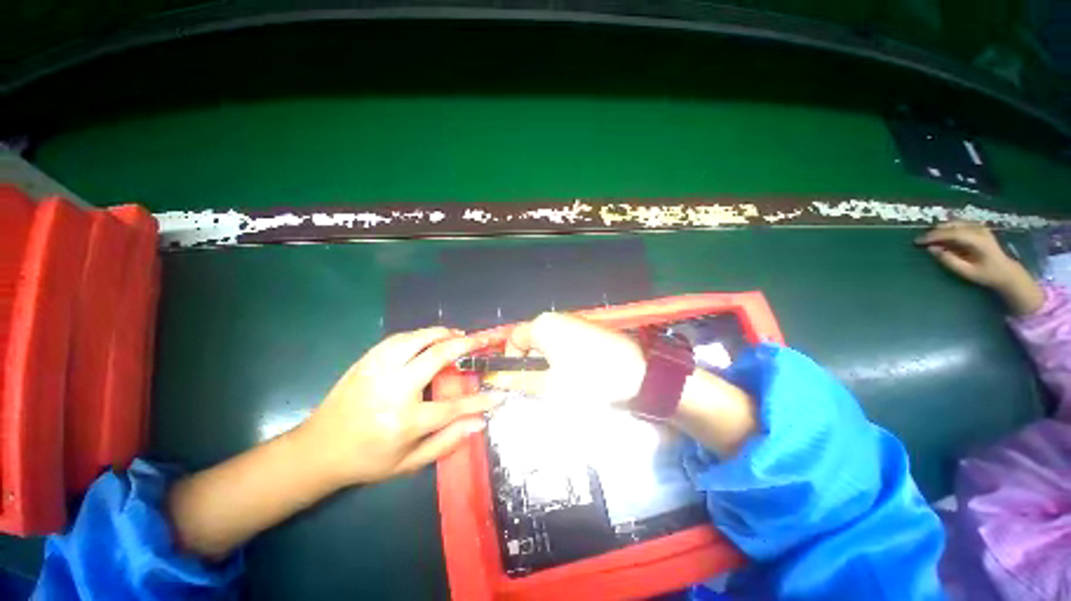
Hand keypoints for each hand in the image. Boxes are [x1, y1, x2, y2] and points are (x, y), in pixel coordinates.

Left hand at [297, 327, 498, 487]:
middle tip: (483, 340)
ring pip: (417, 340)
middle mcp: (392, 391)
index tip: (499, 394)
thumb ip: (446, 442)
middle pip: (437, 357)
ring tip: (459, 334)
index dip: (480, 401)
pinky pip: (398, 339)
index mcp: (403, 422)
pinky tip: (430, 337)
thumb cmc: (367, 460)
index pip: (453, 407)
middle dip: (466, 345)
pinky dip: (420, 334)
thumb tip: (478, 423)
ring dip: (442, 334)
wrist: (317, 450)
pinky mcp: (366, 361)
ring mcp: (377, 371)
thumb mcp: (408, 463)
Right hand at [487, 313, 646, 406]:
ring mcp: (575, 322)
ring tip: (560, 383)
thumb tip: (498, 380)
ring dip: (547, 362)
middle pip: (531, 339)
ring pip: (548, 342)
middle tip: (539, 386)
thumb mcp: (549, 386)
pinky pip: (565, 342)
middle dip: (530, 362)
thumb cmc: (588, 381)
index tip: (517, 380)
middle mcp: (557, 318)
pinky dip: (563, 357)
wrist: (638, 376)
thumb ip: (520, 380)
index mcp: (543, 326)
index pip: (513, 338)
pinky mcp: (589, 330)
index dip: (510, 360)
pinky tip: (577, 374)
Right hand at [916, 221, 1042, 315]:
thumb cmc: (986, 274)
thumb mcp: (966, 272)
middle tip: (922, 242)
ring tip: (931, 241)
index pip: (951, 233)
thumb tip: (932, 249)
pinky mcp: (977, 228)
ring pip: (953, 223)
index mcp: (978, 240)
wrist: (1006, 271)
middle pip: (951, 225)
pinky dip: (947, 230)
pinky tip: (943, 239)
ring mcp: (979, 227)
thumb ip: (949, 260)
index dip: (933, 236)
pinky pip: (958, 225)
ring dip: (940, 231)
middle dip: (935, 232)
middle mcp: (978, 229)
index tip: (918, 241)